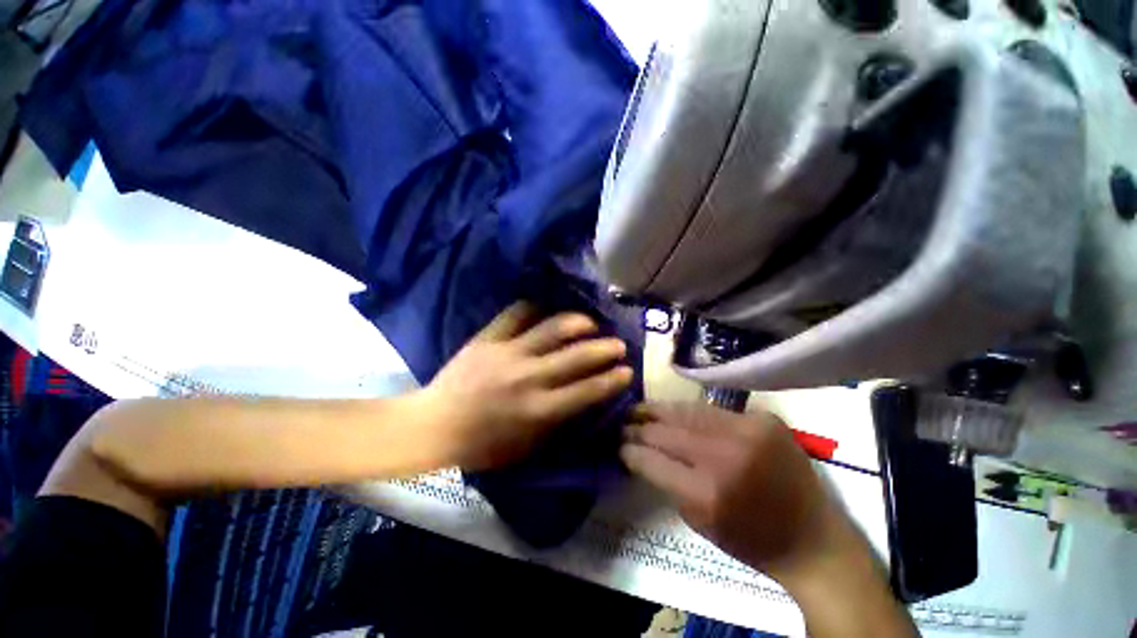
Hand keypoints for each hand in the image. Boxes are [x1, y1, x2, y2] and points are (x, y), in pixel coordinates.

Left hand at [420, 302, 632, 470]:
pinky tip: (546, 307)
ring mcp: (508, 353)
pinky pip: (516, 313)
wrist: (435, 425)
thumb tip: (582, 398)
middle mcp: (529, 378)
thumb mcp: (527, 446)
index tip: (627, 370)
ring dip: (578, 322)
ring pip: (552, 328)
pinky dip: (534, 307)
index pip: (587, 391)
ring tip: (590, 322)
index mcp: (539, 410)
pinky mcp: (488, 338)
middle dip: (605, 348)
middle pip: (577, 356)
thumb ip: (557, 422)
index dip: (612, 380)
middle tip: (618, 344)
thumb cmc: (482, 445)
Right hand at [622, 403, 916, 636]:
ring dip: (659, 411)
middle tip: (622, 422)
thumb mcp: (699, 522)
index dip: (630, 450)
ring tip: (640, 409)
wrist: (814, 539)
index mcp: (707, 493)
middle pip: (666, 432)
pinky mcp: (763, 419)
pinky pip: (713, 410)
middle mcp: (725, 456)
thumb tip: (641, 453)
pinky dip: (689, 412)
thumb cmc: (752, 541)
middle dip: (639, 427)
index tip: (617, 444)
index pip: (652, 459)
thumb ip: (666, 482)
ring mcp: (747, 431)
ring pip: (687, 412)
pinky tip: (673, 411)